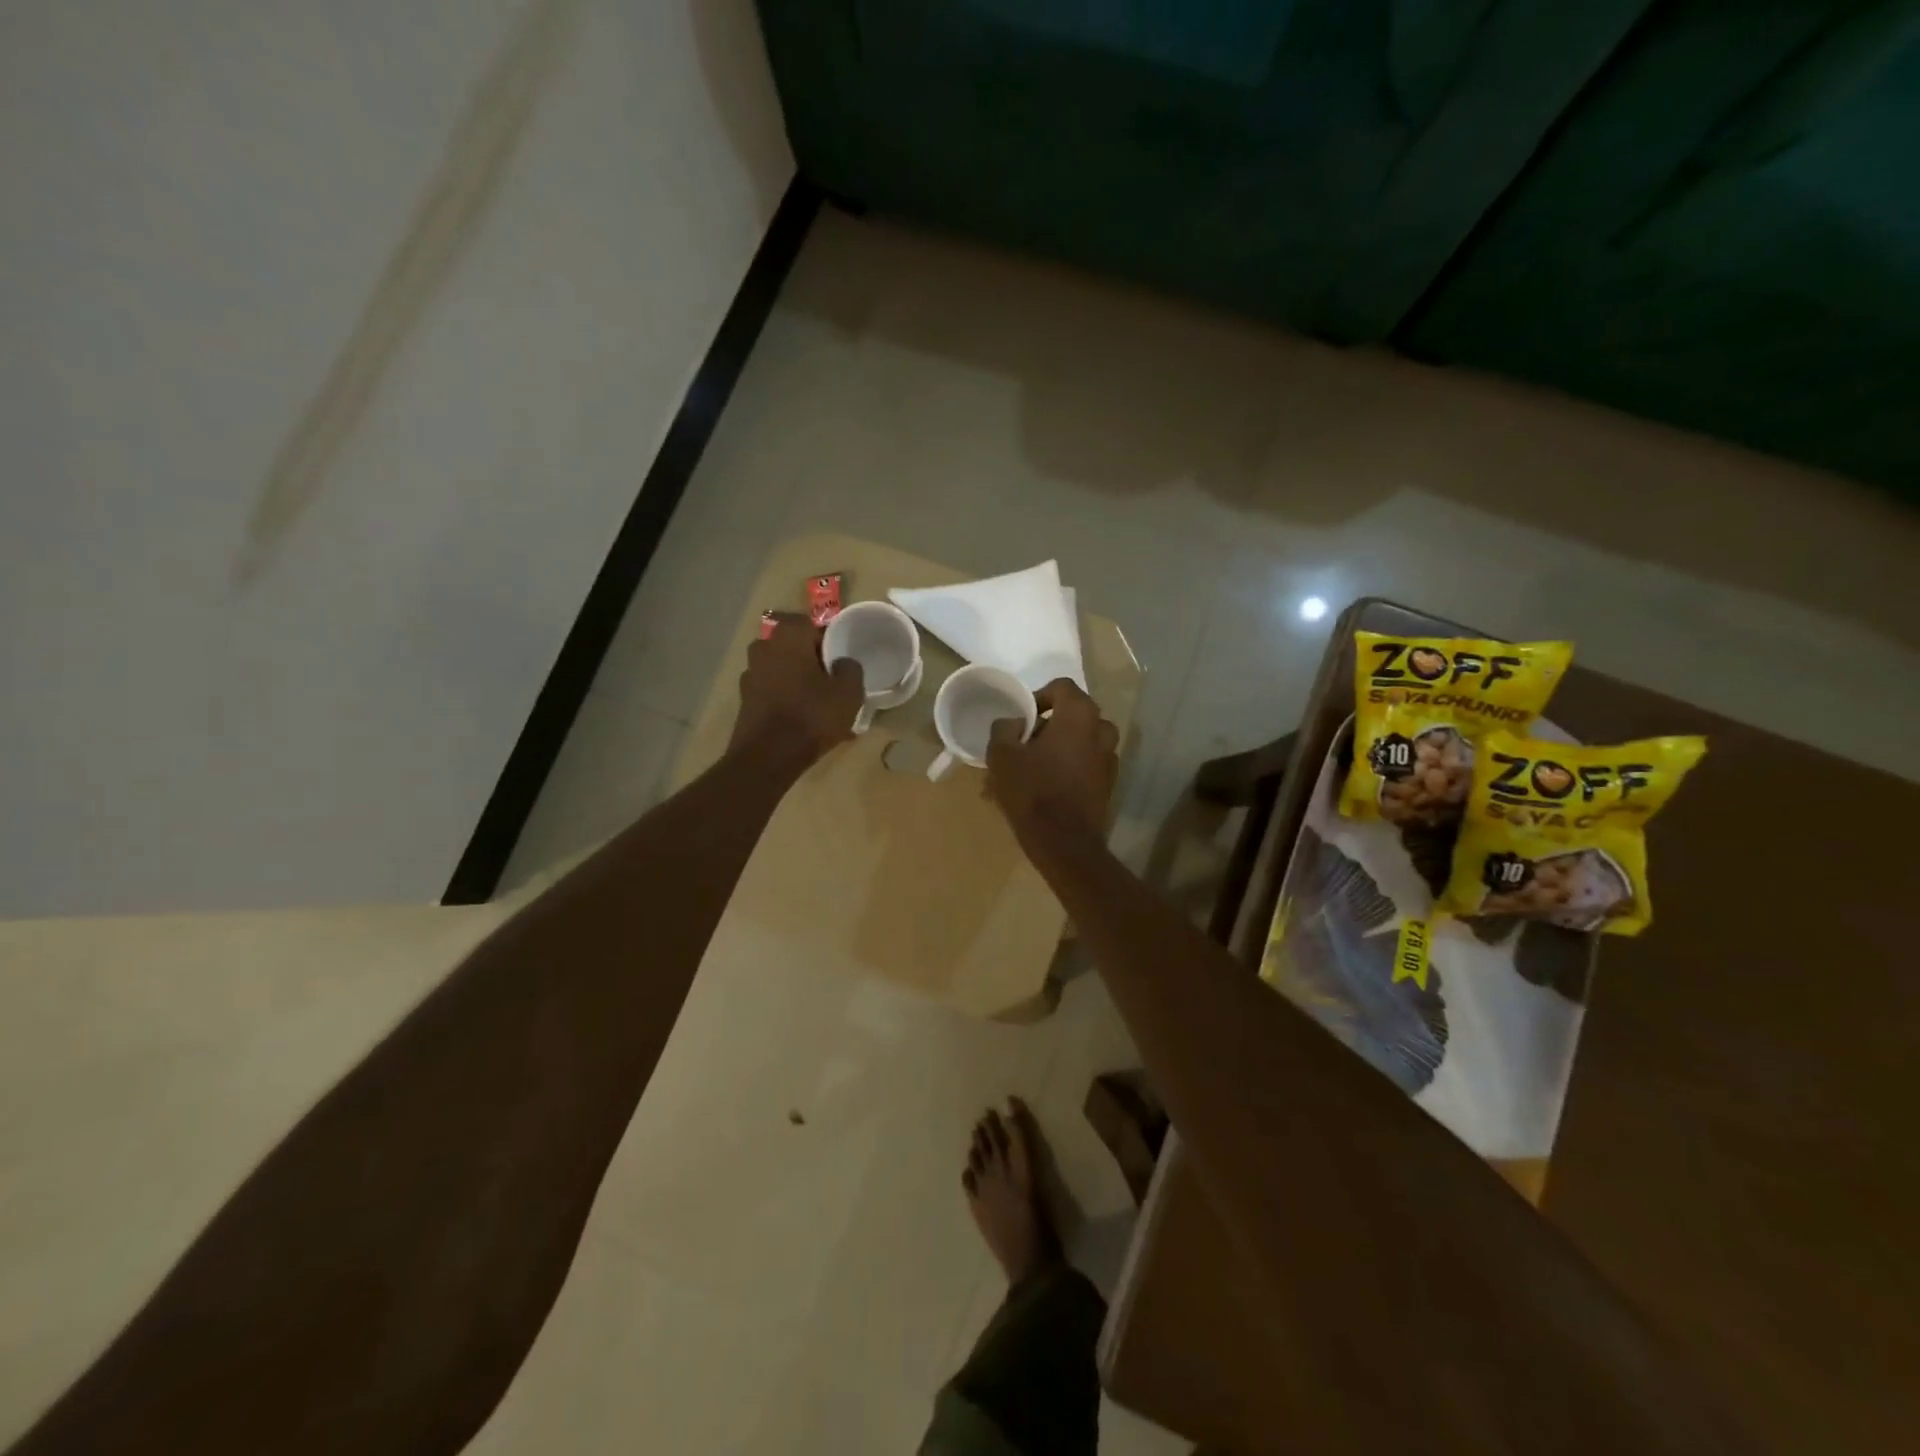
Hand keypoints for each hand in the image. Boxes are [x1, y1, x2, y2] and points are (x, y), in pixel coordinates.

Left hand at [729, 618, 863, 767]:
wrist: (768, 757)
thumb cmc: (811, 716)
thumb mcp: (848, 692)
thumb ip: (850, 668)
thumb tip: (843, 663)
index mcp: (787, 637)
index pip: (809, 623)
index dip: (827, 639)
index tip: (840, 658)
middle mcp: (763, 648)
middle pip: (793, 647)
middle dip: (811, 660)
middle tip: (830, 680)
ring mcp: (749, 675)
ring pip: (781, 670)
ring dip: (797, 681)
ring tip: (818, 704)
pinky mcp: (744, 701)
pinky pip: (772, 692)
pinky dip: (785, 699)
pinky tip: (802, 720)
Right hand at [986, 678, 1119, 837]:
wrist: (1064, 843)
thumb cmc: (1033, 791)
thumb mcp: (1002, 755)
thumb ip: (1004, 728)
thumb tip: (1015, 724)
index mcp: (1079, 715)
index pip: (1061, 687)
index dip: (1038, 697)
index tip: (1022, 720)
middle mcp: (1101, 730)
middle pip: (1072, 716)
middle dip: (1046, 727)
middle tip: (1022, 746)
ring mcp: (1109, 758)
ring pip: (1079, 742)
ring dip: (1057, 749)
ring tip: (1031, 770)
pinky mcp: (1108, 784)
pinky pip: (1085, 765)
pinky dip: (1067, 768)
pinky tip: (1045, 789)